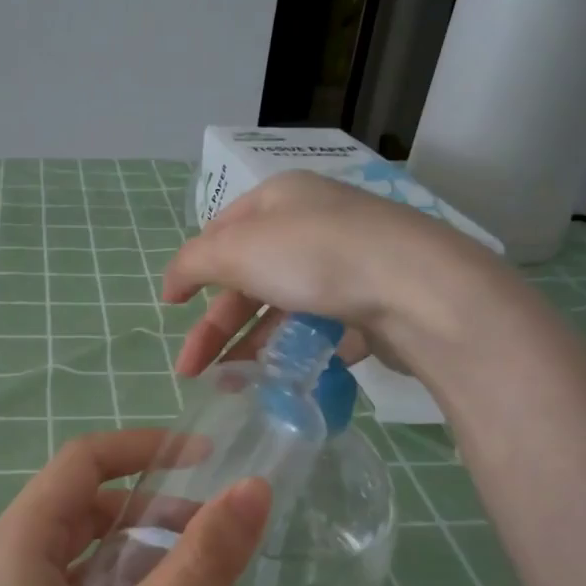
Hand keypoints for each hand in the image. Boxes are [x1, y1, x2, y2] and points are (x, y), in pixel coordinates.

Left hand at [0, 430, 269, 585]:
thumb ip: (200, 564)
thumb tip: (255, 489)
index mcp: (19, 543)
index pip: (87, 462)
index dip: (150, 450)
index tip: (216, 464)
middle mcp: (13, 570)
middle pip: (102, 522)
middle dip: (167, 539)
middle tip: (226, 568)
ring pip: (105, 578)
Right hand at [164, 170, 502, 375]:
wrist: (415, 291)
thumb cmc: (316, 257)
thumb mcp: (238, 249)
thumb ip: (194, 263)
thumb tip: (170, 283)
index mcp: (280, 199)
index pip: (223, 231)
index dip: (193, 269)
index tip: (170, 308)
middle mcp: (313, 226)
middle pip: (249, 278)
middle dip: (216, 326)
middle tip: (190, 371)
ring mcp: (345, 267)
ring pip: (284, 309)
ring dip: (251, 346)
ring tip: (231, 385)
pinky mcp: (370, 306)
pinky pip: (321, 330)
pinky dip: (294, 353)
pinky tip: (278, 379)